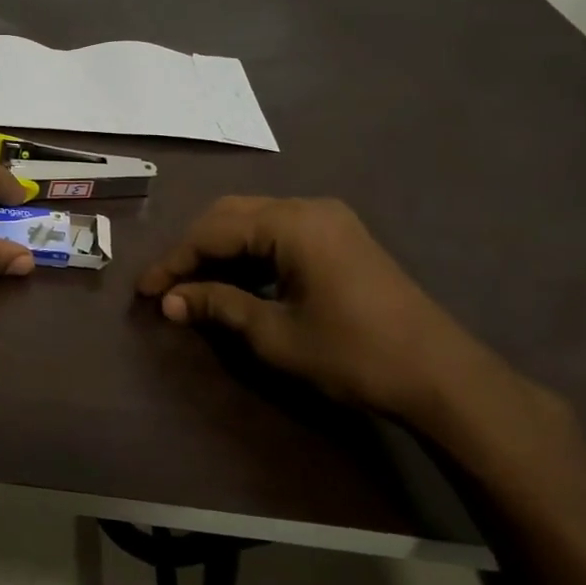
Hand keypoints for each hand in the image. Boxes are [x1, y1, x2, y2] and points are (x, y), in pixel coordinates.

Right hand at [137, 196, 563, 443]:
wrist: (441, 376)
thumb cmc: (353, 354)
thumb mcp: (275, 334)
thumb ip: (218, 306)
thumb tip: (168, 300)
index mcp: (292, 224)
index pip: (213, 232)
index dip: (173, 261)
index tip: (143, 290)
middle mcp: (308, 208)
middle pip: (231, 215)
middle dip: (194, 250)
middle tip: (167, 287)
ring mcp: (329, 220)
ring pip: (254, 221)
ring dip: (220, 251)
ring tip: (194, 287)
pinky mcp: (341, 237)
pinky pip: (279, 233)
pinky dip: (250, 254)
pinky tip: (237, 282)